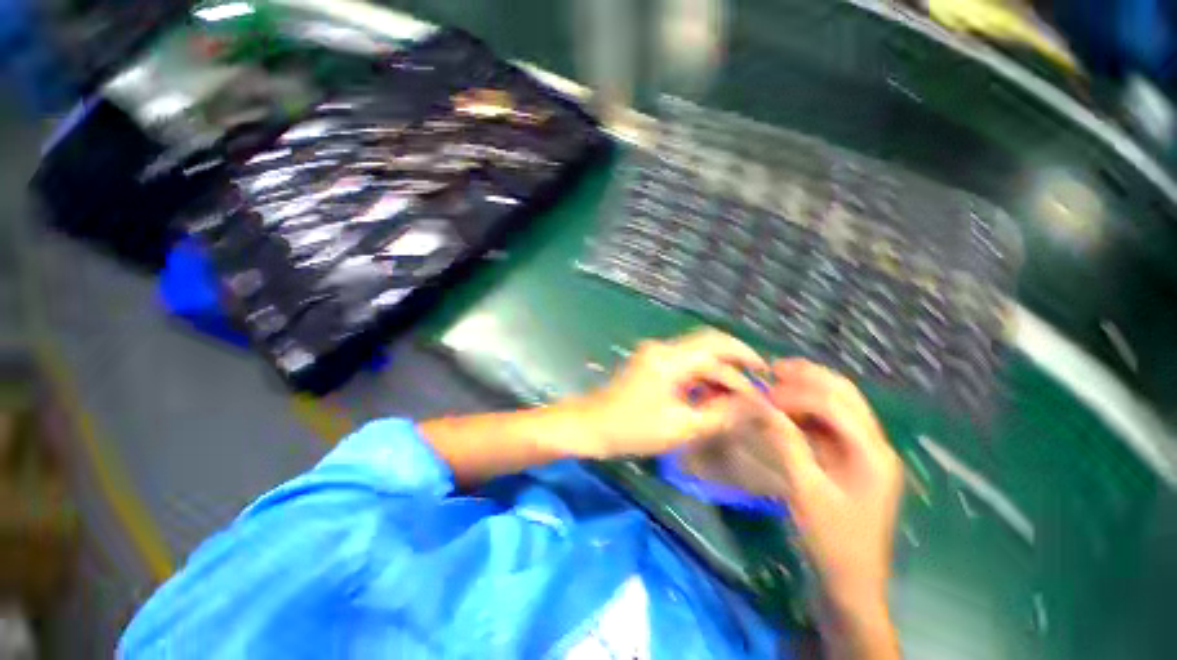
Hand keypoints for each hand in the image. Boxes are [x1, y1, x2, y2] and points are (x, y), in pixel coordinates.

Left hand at [574, 328, 767, 458]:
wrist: (591, 426)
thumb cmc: (632, 429)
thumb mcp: (681, 426)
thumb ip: (721, 414)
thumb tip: (755, 405)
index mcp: (669, 358)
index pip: (717, 348)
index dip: (744, 362)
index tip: (766, 382)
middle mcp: (663, 348)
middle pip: (708, 346)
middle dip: (735, 364)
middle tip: (757, 387)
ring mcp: (655, 353)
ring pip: (697, 355)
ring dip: (718, 373)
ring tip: (737, 399)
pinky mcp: (651, 363)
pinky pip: (684, 364)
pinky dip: (701, 377)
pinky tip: (712, 397)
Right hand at [760, 359, 903, 614]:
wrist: (852, 581)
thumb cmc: (832, 540)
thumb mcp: (805, 490)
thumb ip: (786, 443)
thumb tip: (762, 407)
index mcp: (871, 453)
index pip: (833, 405)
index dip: (796, 394)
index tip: (762, 397)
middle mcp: (875, 445)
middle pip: (845, 395)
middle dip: (809, 377)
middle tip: (774, 369)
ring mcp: (866, 452)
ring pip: (840, 405)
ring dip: (809, 389)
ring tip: (778, 380)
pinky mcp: (854, 460)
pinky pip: (832, 424)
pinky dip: (808, 410)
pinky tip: (787, 408)